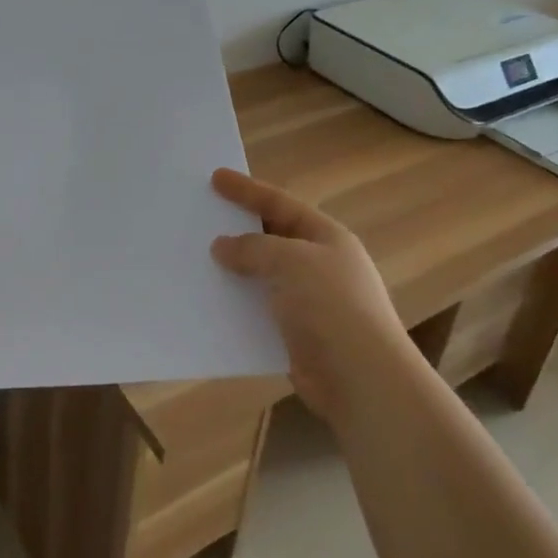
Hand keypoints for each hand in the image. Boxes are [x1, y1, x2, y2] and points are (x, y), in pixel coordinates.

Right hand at [210, 168, 424, 423]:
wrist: (361, 379)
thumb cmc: (330, 306)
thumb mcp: (290, 261)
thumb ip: (253, 248)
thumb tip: (223, 246)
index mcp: (327, 238)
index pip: (281, 204)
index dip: (247, 190)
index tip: (215, 178)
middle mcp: (320, 265)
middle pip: (272, 237)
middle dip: (238, 229)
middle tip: (201, 218)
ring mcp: (309, 302)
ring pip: (262, 276)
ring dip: (234, 270)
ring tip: (196, 261)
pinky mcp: (296, 335)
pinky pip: (259, 310)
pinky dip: (237, 304)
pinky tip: (210, 303)